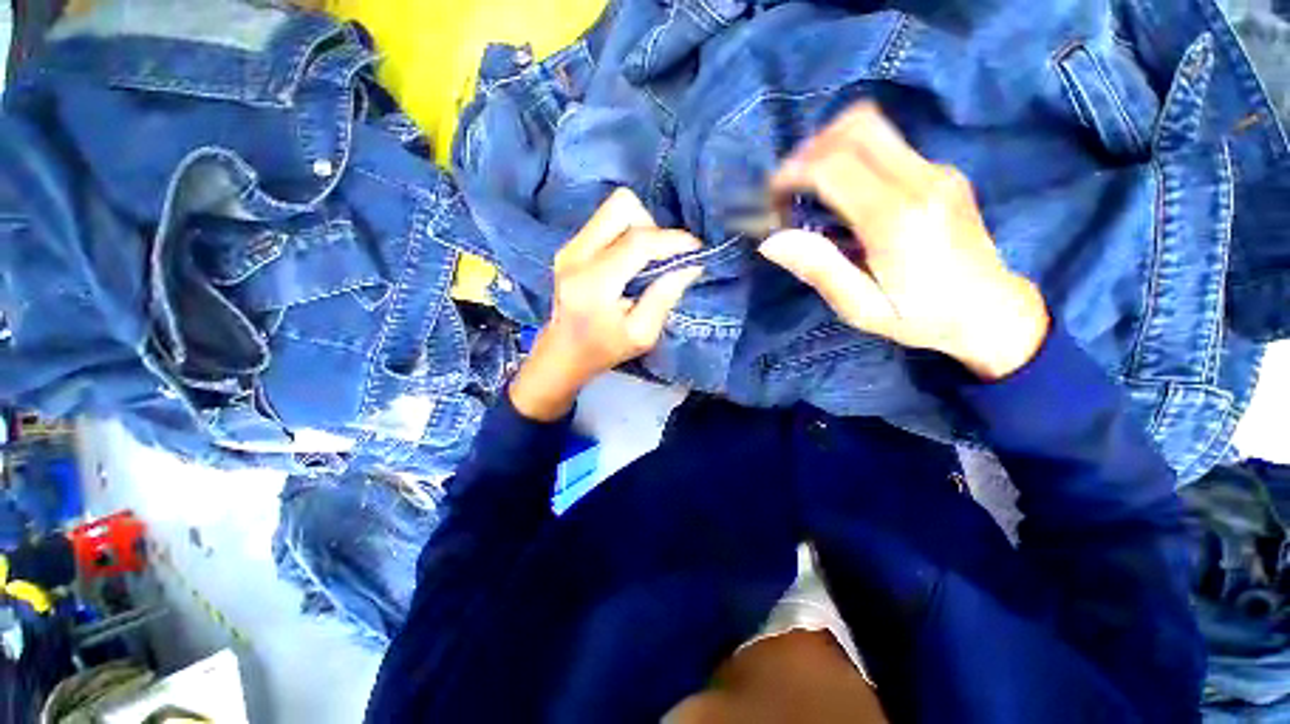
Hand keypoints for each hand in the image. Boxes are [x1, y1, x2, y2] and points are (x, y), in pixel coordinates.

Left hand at [509, 189, 702, 420]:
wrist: (563, 351)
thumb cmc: (604, 349)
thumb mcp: (642, 334)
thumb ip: (665, 297)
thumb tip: (691, 265)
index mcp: (593, 283)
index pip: (637, 241)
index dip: (672, 240)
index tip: (695, 250)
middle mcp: (576, 255)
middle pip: (623, 206)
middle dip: (652, 227)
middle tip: (660, 257)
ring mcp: (569, 246)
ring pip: (614, 208)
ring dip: (640, 228)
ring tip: (645, 260)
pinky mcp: (570, 245)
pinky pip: (606, 220)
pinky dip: (627, 233)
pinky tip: (629, 262)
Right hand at [761, 102, 1049, 380]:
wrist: (992, 312)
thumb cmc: (920, 318)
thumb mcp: (860, 307)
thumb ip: (819, 268)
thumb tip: (771, 240)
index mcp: (896, 219)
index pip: (834, 165)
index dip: (793, 172)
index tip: (773, 198)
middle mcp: (921, 181)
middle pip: (857, 126)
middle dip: (811, 148)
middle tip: (790, 186)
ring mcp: (936, 171)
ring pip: (873, 127)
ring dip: (830, 147)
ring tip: (810, 187)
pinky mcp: (941, 172)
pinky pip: (886, 145)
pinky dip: (852, 157)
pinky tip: (842, 193)